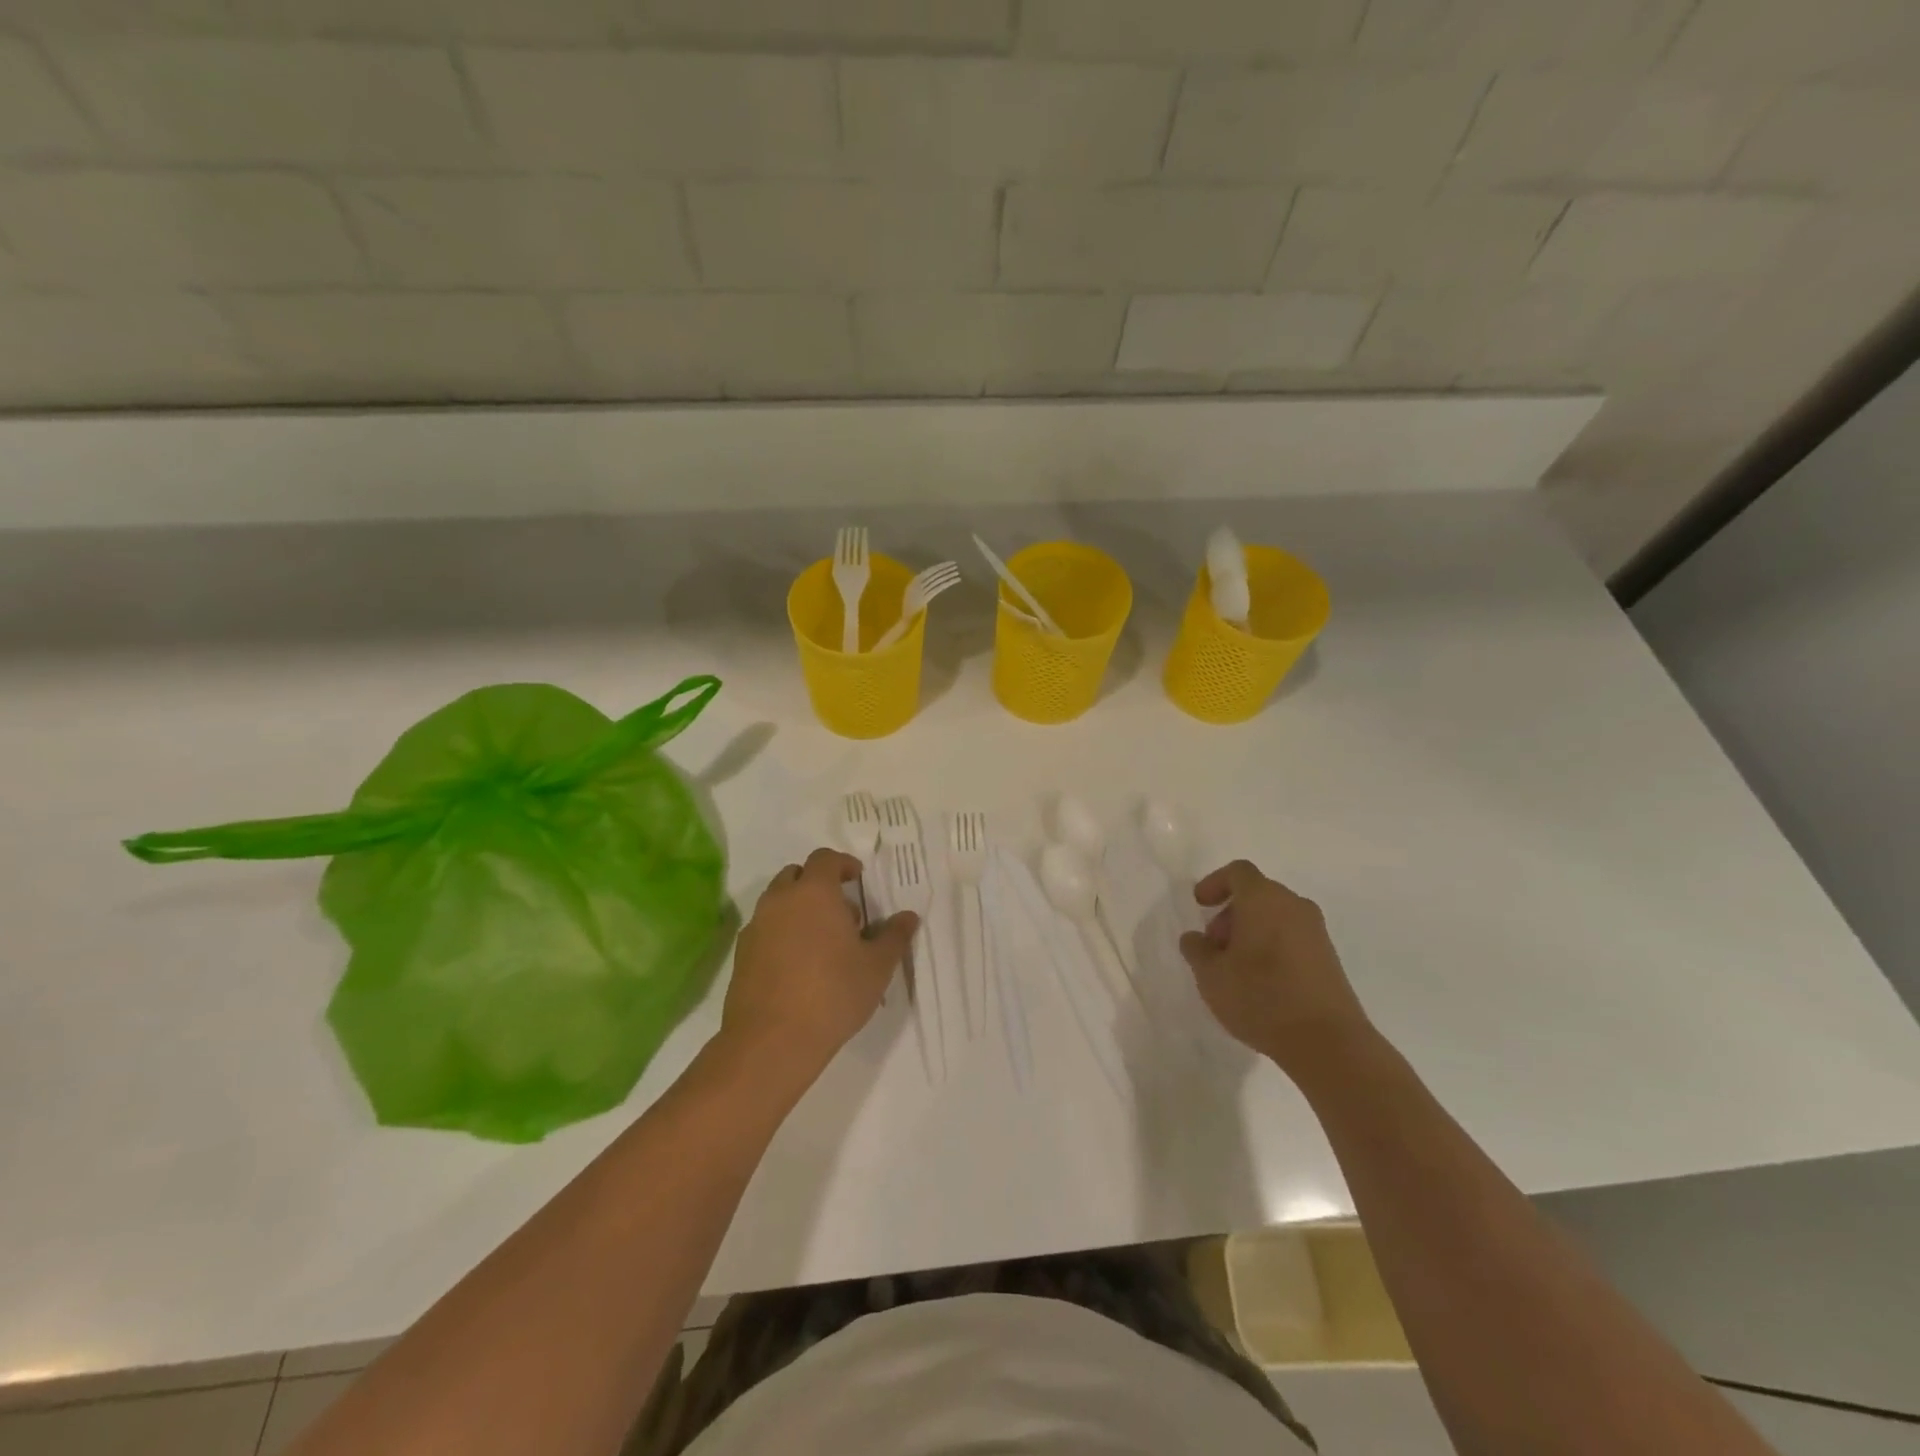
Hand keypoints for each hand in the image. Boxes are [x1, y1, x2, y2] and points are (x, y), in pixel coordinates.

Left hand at [721, 847, 916, 1078]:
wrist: (772, 1040)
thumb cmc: (833, 993)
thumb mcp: (877, 966)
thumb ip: (894, 936)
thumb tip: (908, 916)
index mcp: (814, 892)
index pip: (825, 858)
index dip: (843, 864)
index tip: (858, 879)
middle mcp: (780, 900)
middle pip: (796, 875)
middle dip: (818, 884)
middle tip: (842, 913)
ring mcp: (756, 926)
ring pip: (777, 902)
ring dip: (798, 908)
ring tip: (822, 942)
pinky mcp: (741, 954)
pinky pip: (764, 929)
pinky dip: (781, 933)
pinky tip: (798, 965)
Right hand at [1178, 860, 1369, 1071]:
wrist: (1328, 1042)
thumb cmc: (1261, 997)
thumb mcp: (1211, 975)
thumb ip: (1197, 950)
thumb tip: (1196, 938)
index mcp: (1263, 899)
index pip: (1238, 872)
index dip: (1215, 883)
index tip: (1200, 905)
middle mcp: (1294, 906)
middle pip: (1257, 894)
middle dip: (1230, 913)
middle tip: (1215, 946)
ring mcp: (1316, 932)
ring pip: (1275, 916)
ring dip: (1251, 932)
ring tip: (1235, 968)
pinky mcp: (1329, 958)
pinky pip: (1292, 938)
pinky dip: (1271, 947)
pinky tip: (1261, 982)